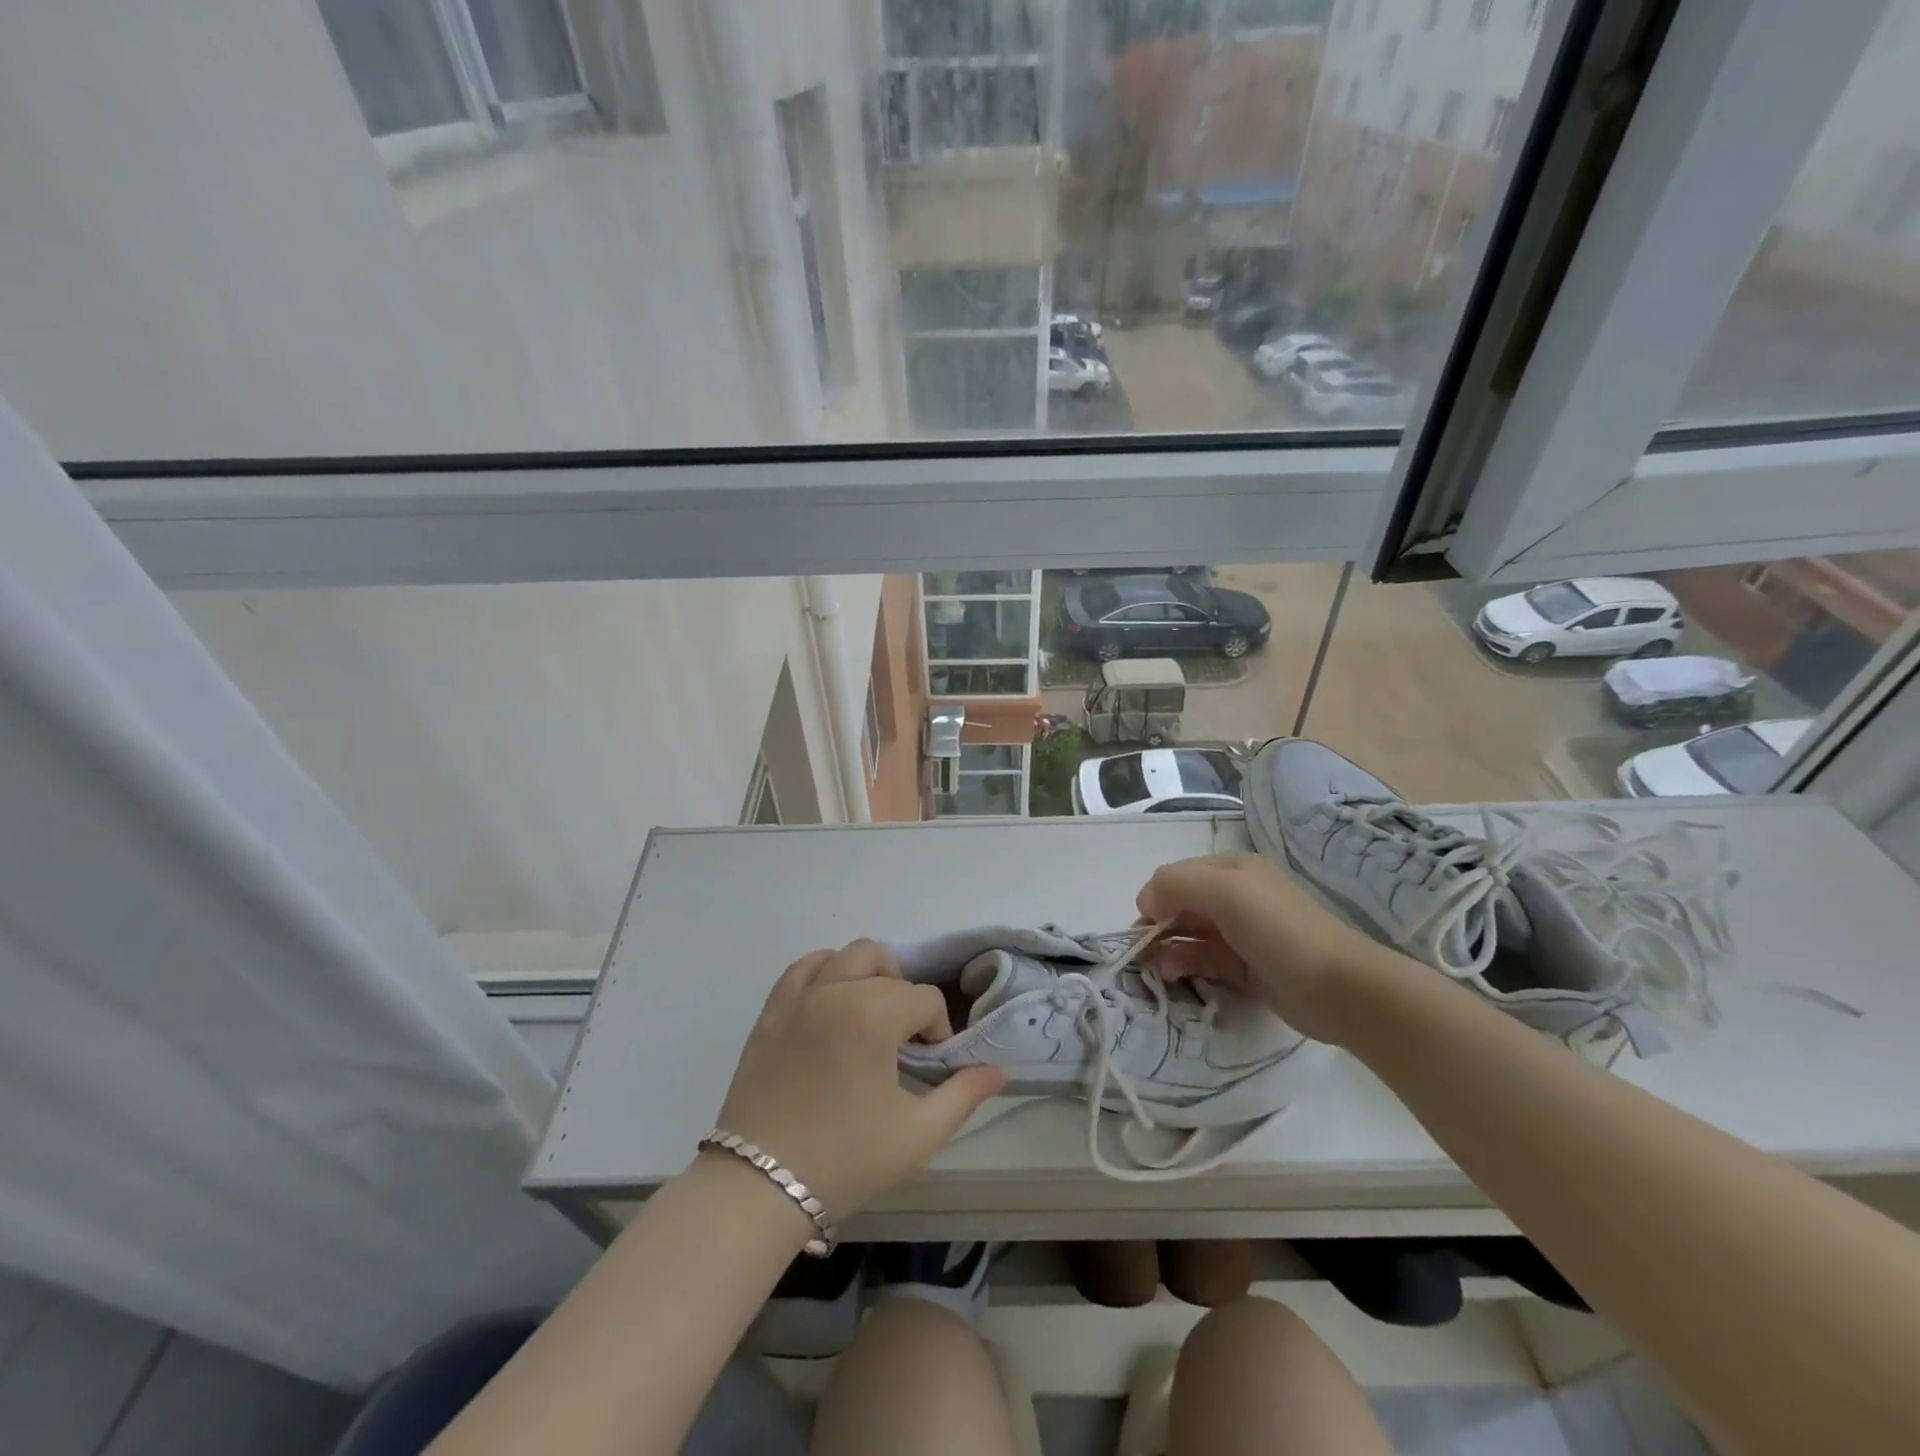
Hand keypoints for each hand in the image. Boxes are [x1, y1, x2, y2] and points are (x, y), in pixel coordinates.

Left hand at [712, 940, 1006, 1225]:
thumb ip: (963, 1096)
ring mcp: (799, 998)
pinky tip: (832, 1000)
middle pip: (885, 964)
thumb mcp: (917, 1135)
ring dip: (868, 975)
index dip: (937, 1029)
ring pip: (845, 956)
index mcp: (874, 1014)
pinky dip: (824, 971)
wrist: (760, 1188)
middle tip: (903, 1036)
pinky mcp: (771, 1013)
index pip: (924, 999)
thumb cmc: (845, 1160)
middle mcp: (836, 991)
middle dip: (904, 993)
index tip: (930, 1065)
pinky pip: (801, 969)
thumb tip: (997, 1071)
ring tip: (870, 1014)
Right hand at [1136, 854, 1398, 1045]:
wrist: (1338, 987)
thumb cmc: (1278, 928)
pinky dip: (1184, 965)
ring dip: (1166, 948)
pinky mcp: (1244, 968)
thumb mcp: (1225, 890)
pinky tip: (1173, 975)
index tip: (1144, 922)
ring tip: (1156, 969)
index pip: (1178, 875)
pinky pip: (1203, 961)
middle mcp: (1235, 897)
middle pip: (1181, 905)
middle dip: (1157, 925)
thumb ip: (1176, 884)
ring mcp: (1240, 934)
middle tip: (1140, 951)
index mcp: (1232, 869)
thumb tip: (1145, 902)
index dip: (1156, 895)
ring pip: (1189, 935)